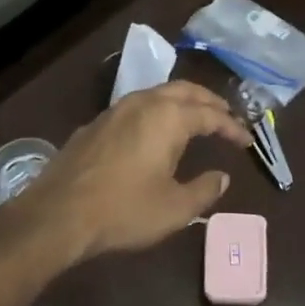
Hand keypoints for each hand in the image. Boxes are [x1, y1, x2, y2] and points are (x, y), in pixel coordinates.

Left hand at [19, 81, 251, 261]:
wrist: (58, 214)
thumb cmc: (124, 211)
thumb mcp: (174, 209)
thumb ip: (204, 190)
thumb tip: (222, 177)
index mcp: (168, 117)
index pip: (210, 115)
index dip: (232, 126)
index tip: (246, 140)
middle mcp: (144, 102)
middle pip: (185, 91)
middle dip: (209, 102)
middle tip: (226, 116)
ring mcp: (116, 110)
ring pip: (158, 93)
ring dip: (182, 102)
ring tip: (196, 118)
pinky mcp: (96, 123)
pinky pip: (137, 107)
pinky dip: (157, 111)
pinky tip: (155, 131)